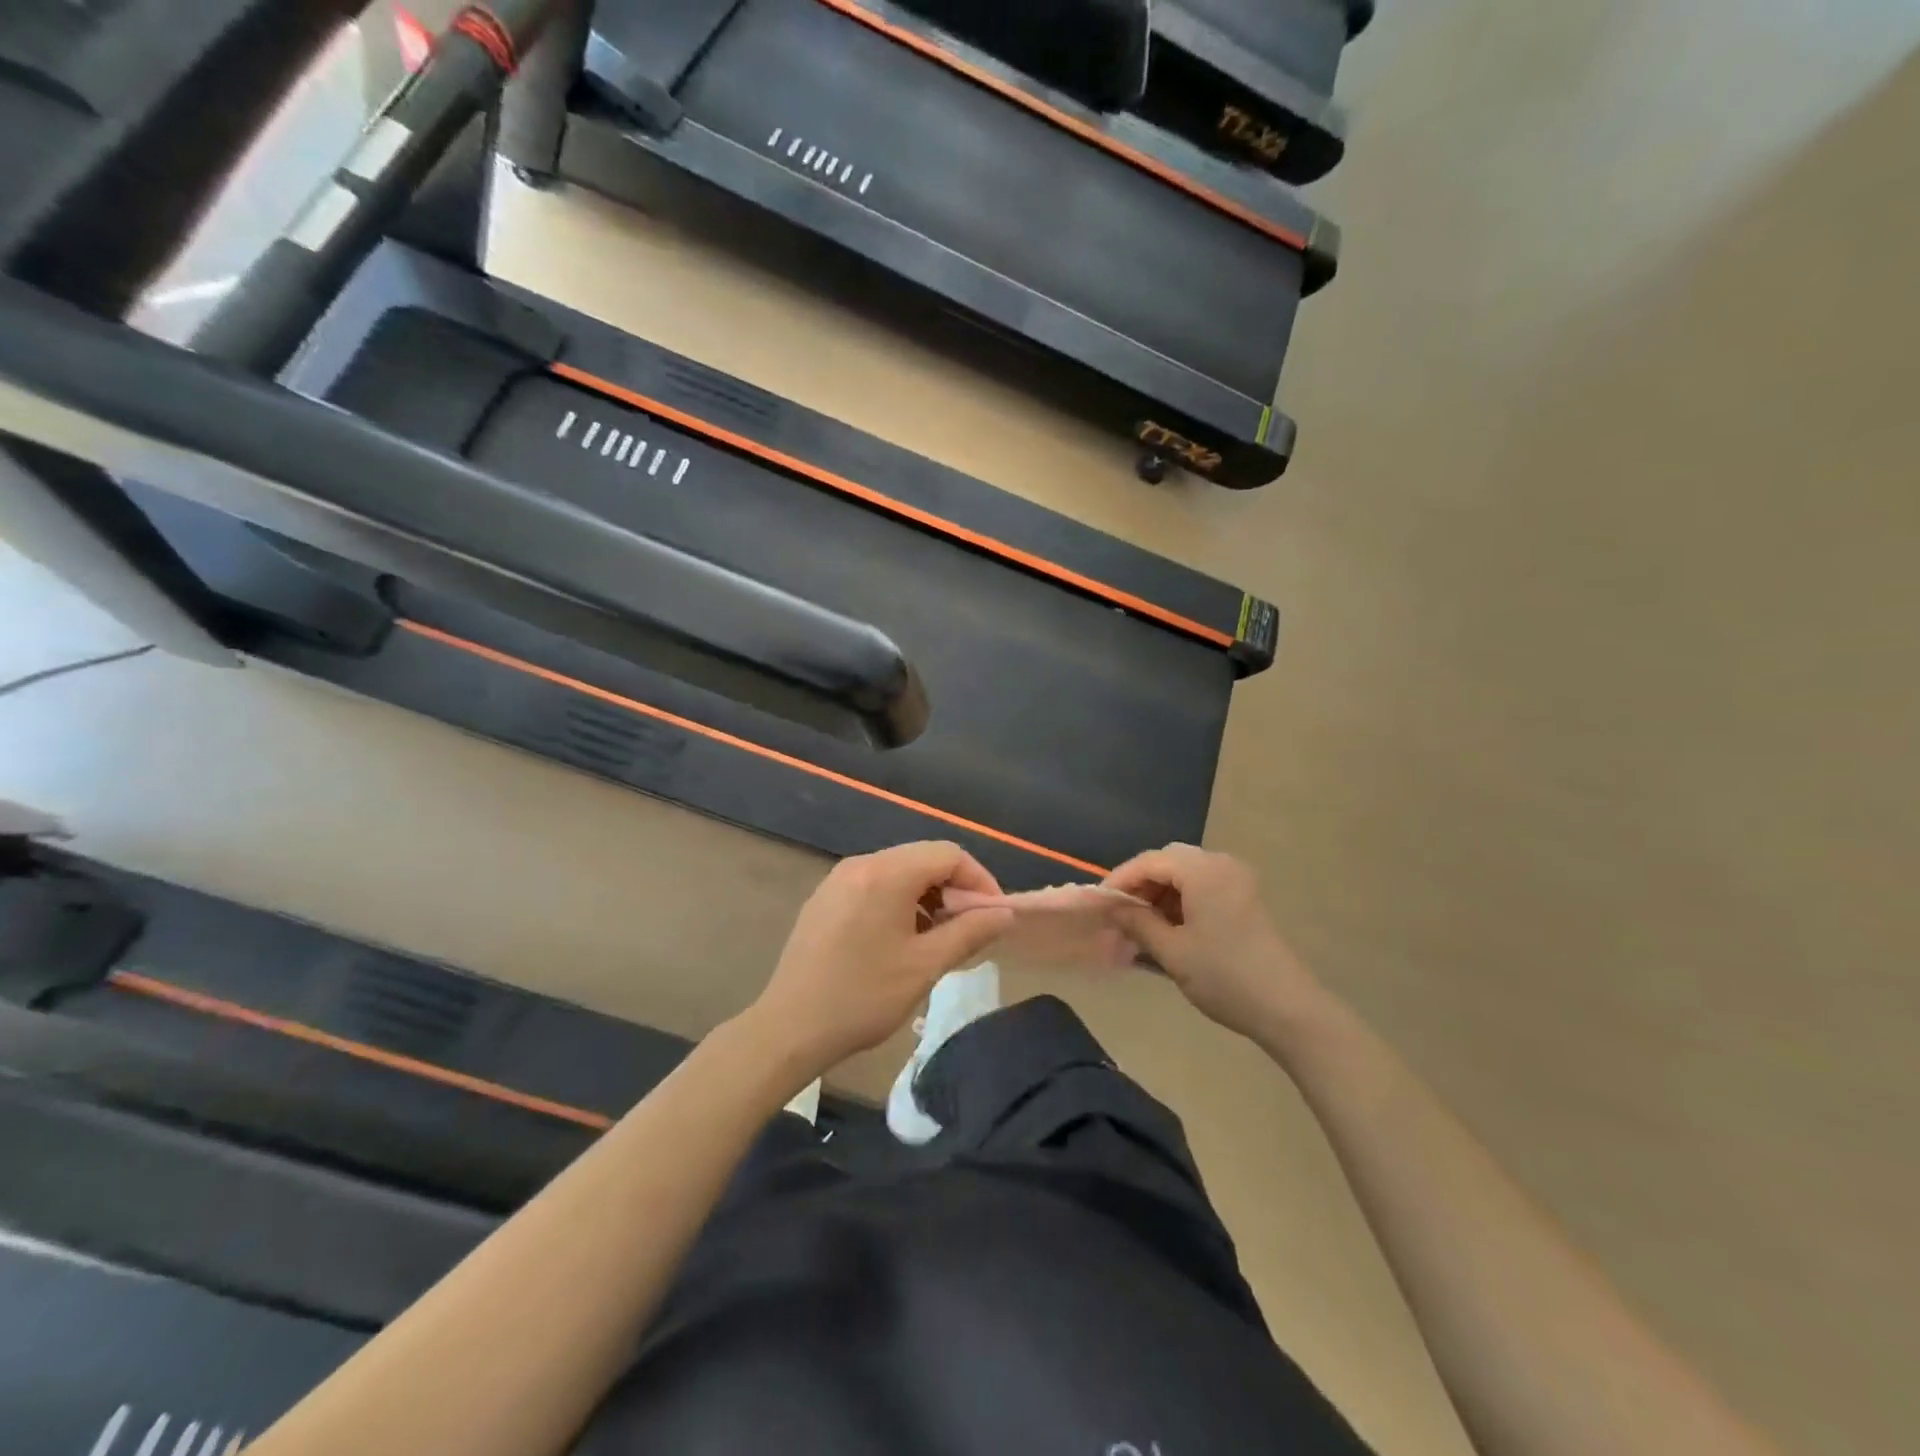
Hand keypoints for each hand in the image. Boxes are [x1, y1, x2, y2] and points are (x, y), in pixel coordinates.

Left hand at [752, 841, 1015, 1075]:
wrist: (789, 1029)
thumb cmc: (863, 997)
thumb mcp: (925, 966)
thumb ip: (970, 932)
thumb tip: (1005, 914)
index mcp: (886, 874)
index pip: (948, 854)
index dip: (979, 880)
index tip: (994, 916)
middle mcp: (861, 864)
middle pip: (923, 859)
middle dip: (955, 888)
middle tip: (971, 928)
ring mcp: (838, 880)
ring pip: (899, 872)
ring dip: (928, 896)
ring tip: (940, 937)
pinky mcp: (825, 899)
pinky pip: (875, 886)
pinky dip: (900, 902)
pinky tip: (903, 939)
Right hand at [1104, 844, 1322, 1039]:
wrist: (1288, 1009)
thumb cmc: (1224, 977)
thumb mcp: (1172, 951)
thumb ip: (1137, 922)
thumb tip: (1112, 907)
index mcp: (1202, 870)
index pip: (1149, 861)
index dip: (1119, 880)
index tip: (1099, 905)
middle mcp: (1221, 864)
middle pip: (1168, 862)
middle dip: (1140, 885)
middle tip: (1118, 914)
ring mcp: (1237, 880)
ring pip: (1185, 874)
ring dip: (1159, 894)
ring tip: (1139, 926)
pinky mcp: (1245, 898)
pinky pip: (1202, 887)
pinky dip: (1180, 901)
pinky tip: (1167, 929)